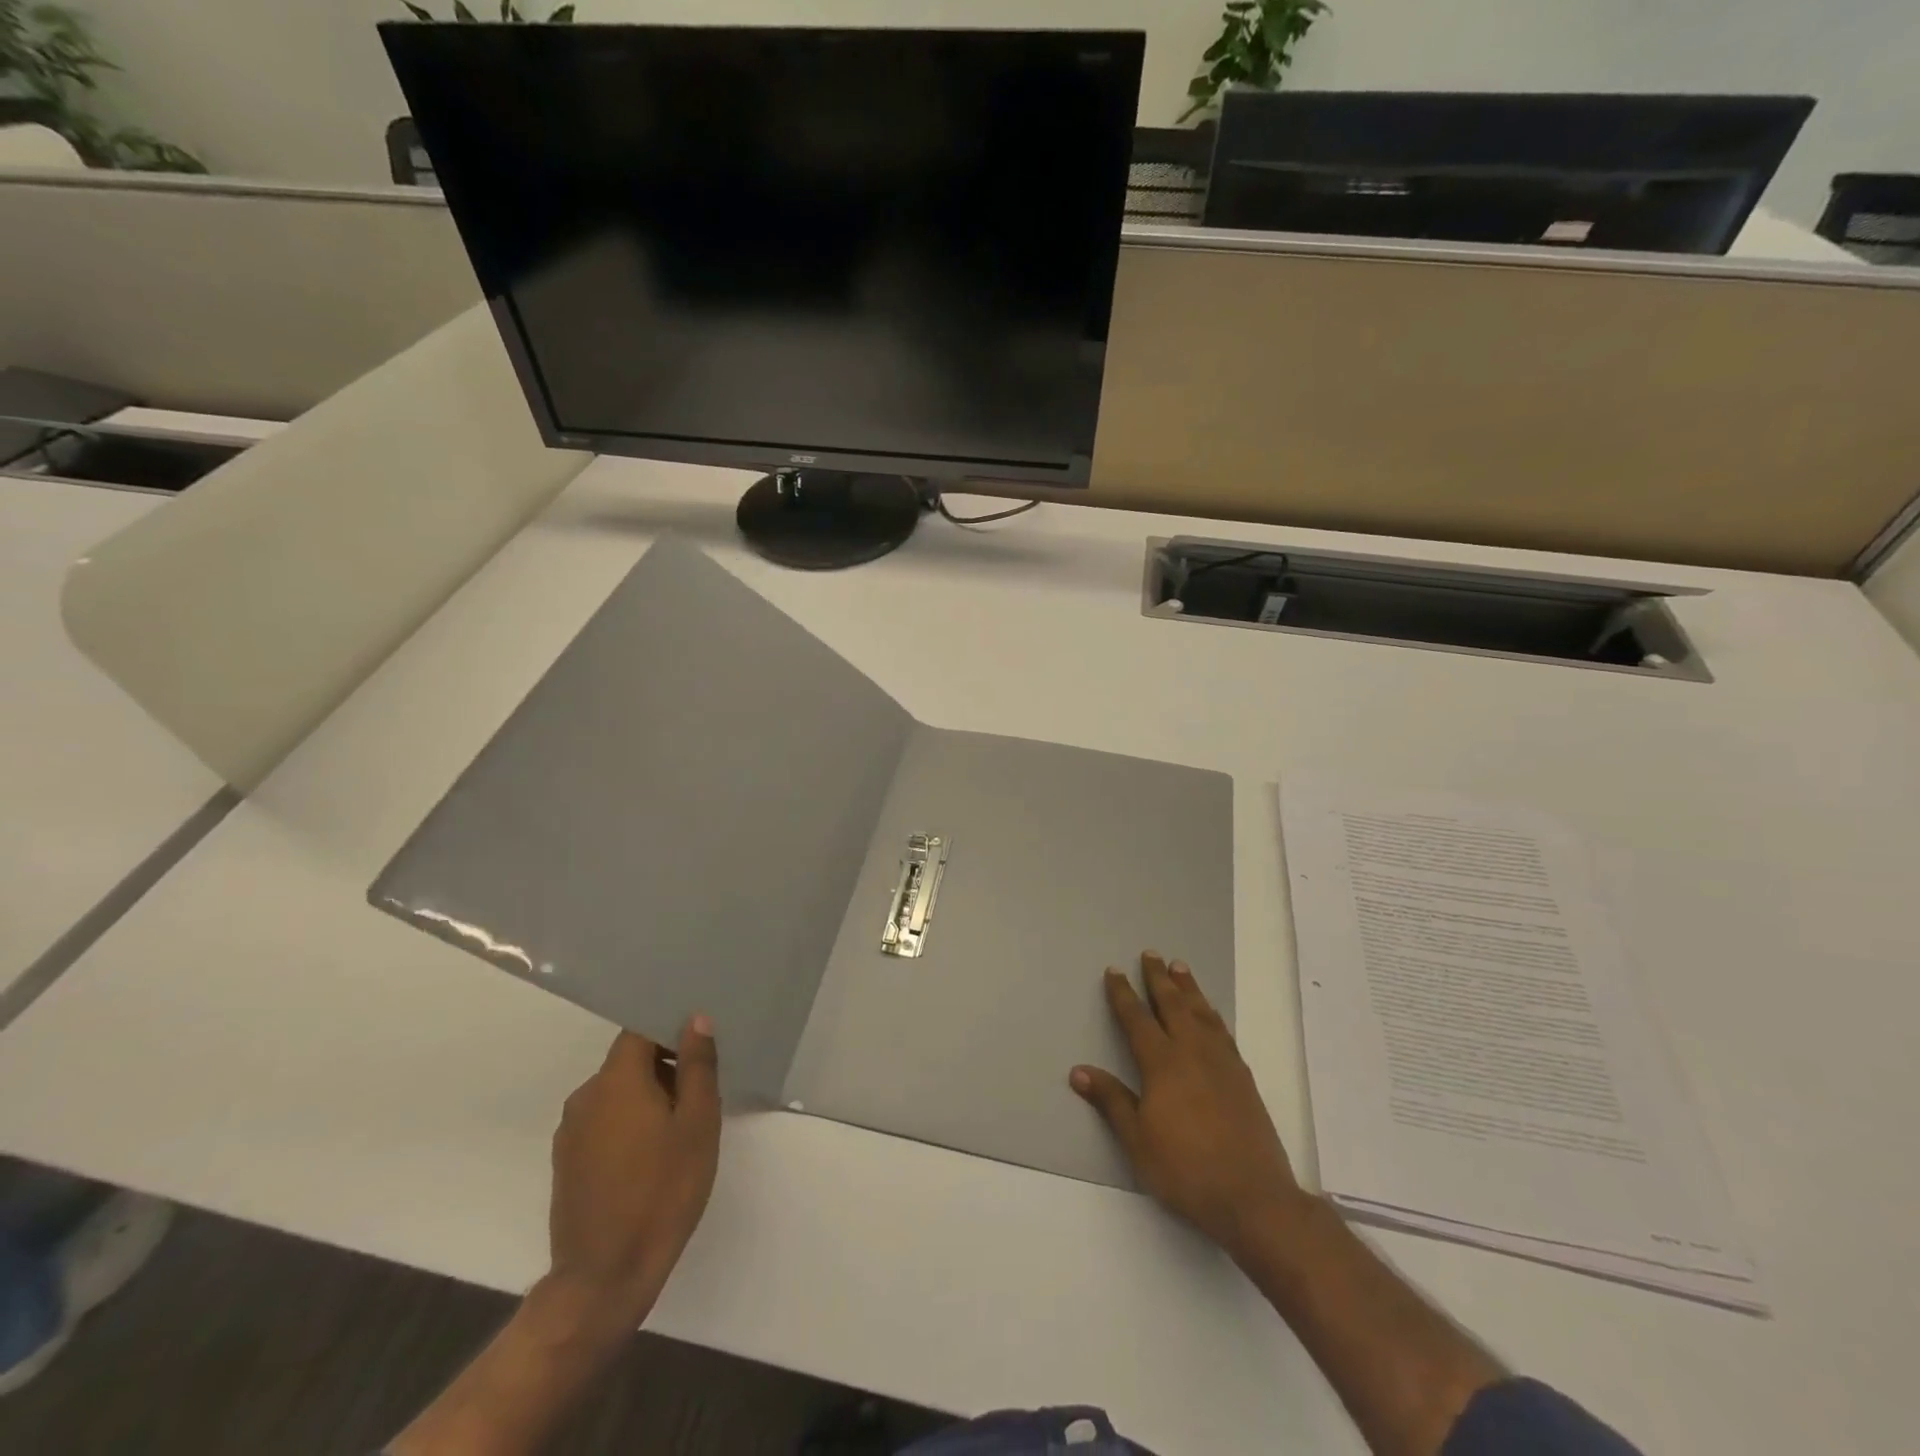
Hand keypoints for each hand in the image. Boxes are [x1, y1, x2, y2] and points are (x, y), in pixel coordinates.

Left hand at [546, 1018, 720, 1334]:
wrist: (604, 1277)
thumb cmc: (662, 1192)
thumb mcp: (697, 1124)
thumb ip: (697, 1066)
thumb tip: (695, 1020)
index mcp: (615, 1081)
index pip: (639, 1030)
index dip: (669, 1028)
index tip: (699, 1045)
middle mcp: (585, 1096)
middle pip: (629, 1061)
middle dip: (665, 1067)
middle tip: (701, 1093)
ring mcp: (571, 1132)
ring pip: (617, 1093)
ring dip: (648, 1097)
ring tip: (681, 1128)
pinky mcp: (568, 1162)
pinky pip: (604, 1121)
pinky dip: (629, 1123)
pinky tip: (653, 1156)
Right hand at [1072, 952, 1304, 1258]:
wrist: (1253, 1197)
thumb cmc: (1186, 1169)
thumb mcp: (1138, 1140)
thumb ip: (1111, 1101)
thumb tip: (1078, 1071)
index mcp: (1163, 1063)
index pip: (1137, 1019)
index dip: (1123, 994)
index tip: (1115, 971)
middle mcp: (1193, 1052)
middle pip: (1173, 1005)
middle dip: (1158, 979)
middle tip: (1151, 954)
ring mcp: (1222, 1063)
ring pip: (1202, 1012)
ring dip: (1188, 988)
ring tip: (1180, 968)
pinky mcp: (1243, 1077)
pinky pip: (1223, 1030)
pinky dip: (1212, 1013)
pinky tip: (1210, 1014)